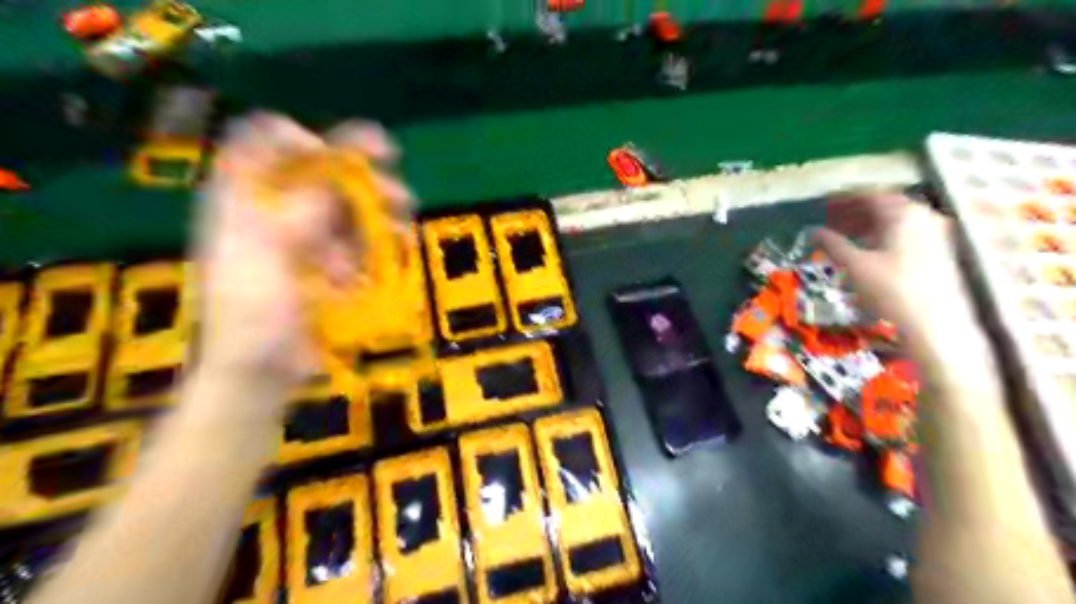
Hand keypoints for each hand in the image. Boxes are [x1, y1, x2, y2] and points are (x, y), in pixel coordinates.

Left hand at [194, 110, 412, 385]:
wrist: (262, 373)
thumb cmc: (252, 316)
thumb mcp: (267, 258)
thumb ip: (300, 213)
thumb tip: (334, 175)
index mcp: (243, 200)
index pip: (260, 143)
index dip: (296, 138)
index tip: (333, 153)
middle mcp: (276, 211)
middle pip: (317, 170)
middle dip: (357, 169)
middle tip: (390, 173)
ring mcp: (306, 238)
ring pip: (346, 203)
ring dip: (378, 203)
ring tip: (404, 213)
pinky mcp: (330, 263)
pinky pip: (360, 237)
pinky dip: (380, 236)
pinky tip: (398, 241)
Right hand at [816, 193, 980, 362]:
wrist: (935, 326)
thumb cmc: (891, 290)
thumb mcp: (855, 265)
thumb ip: (833, 244)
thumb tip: (813, 232)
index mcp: (903, 213)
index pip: (869, 195)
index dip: (843, 198)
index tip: (823, 204)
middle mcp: (923, 216)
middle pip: (884, 206)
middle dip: (854, 211)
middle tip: (829, 220)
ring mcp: (934, 234)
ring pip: (894, 221)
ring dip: (866, 225)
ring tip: (842, 235)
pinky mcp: (937, 252)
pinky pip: (903, 234)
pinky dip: (881, 236)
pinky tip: (866, 250)